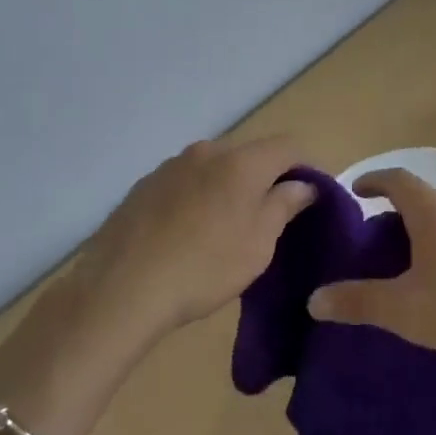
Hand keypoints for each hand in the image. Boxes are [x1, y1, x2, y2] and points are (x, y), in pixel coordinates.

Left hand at [75, 136, 317, 346]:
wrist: (122, 288)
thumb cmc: (204, 267)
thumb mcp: (258, 244)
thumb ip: (284, 205)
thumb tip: (302, 183)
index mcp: (241, 161)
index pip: (288, 146)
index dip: (307, 166)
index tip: (313, 196)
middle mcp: (206, 151)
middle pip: (249, 154)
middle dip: (266, 177)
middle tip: (271, 216)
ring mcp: (170, 165)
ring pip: (214, 167)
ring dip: (229, 187)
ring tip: (226, 227)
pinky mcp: (144, 185)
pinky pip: (185, 182)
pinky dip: (198, 197)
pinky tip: (189, 232)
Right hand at [306, 168, 435, 380]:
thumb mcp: (407, 312)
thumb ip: (359, 302)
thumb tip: (314, 299)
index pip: (397, 179)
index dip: (373, 181)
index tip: (357, 192)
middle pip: (424, 201)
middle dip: (398, 218)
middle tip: (379, 248)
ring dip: (429, 236)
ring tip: (415, 271)